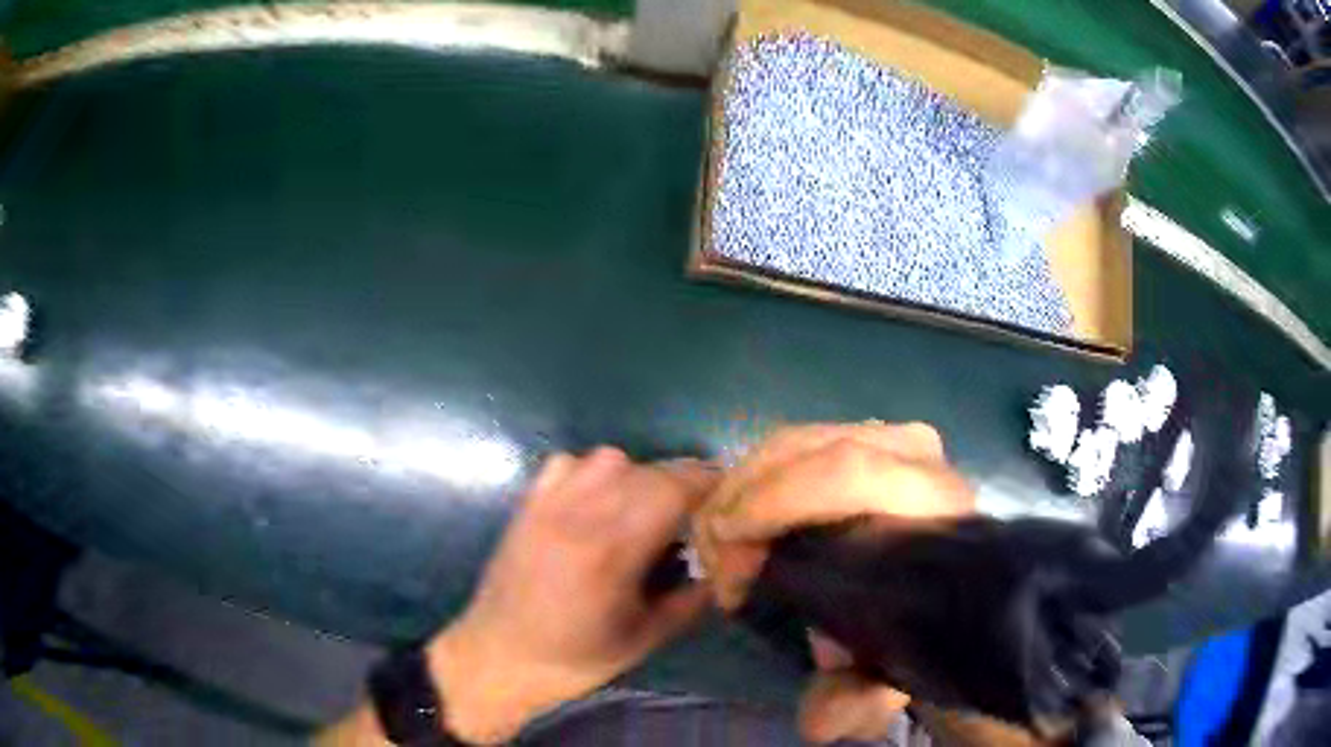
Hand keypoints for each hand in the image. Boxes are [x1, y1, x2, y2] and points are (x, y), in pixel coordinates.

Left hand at [427, 448, 716, 743]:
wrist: (497, 657)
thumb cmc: (573, 658)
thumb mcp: (644, 639)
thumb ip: (690, 600)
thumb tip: (723, 568)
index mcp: (611, 550)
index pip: (672, 489)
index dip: (707, 483)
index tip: (726, 495)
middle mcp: (579, 515)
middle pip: (647, 471)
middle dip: (682, 483)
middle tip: (696, 511)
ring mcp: (548, 504)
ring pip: (609, 460)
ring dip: (640, 475)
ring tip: (646, 508)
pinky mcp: (527, 505)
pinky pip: (568, 464)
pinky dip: (593, 473)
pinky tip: (598, 502)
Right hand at [692, 422, 974, 743]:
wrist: (953, 592)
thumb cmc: (920, 632)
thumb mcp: (885, 678)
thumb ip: (856, 701)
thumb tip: (818, 719)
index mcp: (934, 507)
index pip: (849, 471)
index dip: (775, 501)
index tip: (725, 553)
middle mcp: (917, 458)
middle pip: (804, 448)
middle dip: (740, 499)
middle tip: (712, 561)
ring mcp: (892, 439)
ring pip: (792, 441)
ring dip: (740, 489)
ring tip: (721, 547)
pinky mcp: (868, 439)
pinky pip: (794, 445)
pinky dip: (754, 478)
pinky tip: (741, 523)